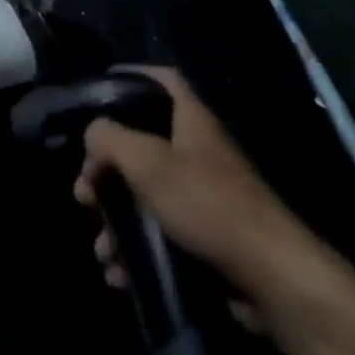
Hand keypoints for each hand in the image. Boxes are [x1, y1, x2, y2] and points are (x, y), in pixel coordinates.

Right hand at [74, 67, 319, 299]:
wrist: (270, 278)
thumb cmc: (207, 204)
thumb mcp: (148, 163)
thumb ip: (111, 139)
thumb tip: (92, 133)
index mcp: (190, 119)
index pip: (161, 79)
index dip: (131, 76)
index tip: (98, 91)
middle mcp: (196, 151)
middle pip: (141, 145)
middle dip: (107, 170)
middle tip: (84, 194)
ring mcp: (202, 197)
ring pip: (146, 197)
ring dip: (117, 221)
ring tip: (101, 249)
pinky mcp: (205, 239)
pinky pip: (160, 235)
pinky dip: (136, 251)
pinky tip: (119, 273)